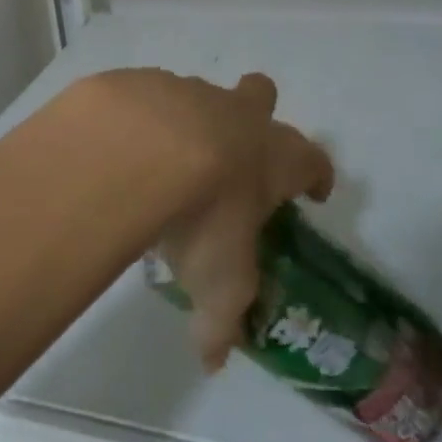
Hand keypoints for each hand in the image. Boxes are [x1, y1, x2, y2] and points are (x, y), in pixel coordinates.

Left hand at [78, 69, 332, 371]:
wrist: (138, 148)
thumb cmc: (205, 214)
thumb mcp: (220, 282)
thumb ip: (221, 321)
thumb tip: (213, 358)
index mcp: (273, 155)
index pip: (313, 160)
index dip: (317, 175)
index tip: (313, 191)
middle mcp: (236, 113)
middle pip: (261, 94)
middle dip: (257, 114)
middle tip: (240, 152)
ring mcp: (188, 91)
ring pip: (201, 97)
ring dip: (191, 123)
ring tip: (165, 165)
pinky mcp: (143, 83)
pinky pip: (149, 97)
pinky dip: (142, 121)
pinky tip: (124, 152)